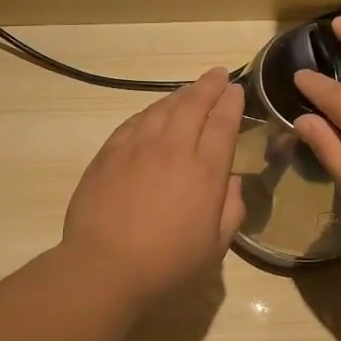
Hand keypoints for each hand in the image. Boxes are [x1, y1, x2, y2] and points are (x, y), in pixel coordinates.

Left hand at [60, 68, 244, 306]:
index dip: (232, 102)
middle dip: (209, 85)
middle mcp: (174, 148)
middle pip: (194, 104)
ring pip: (163, 107)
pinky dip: (150, 111)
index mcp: (206, 170)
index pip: (223, 123)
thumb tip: (231, 180)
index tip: (236, 90)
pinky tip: (154, 111)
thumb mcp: (216, 245)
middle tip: (217, 75)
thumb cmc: (167, 262)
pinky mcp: (110, 152)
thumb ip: (231, 208)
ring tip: (190, 89)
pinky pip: (135, 121)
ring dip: (180, 94)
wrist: (105, 265)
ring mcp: (138, 146)